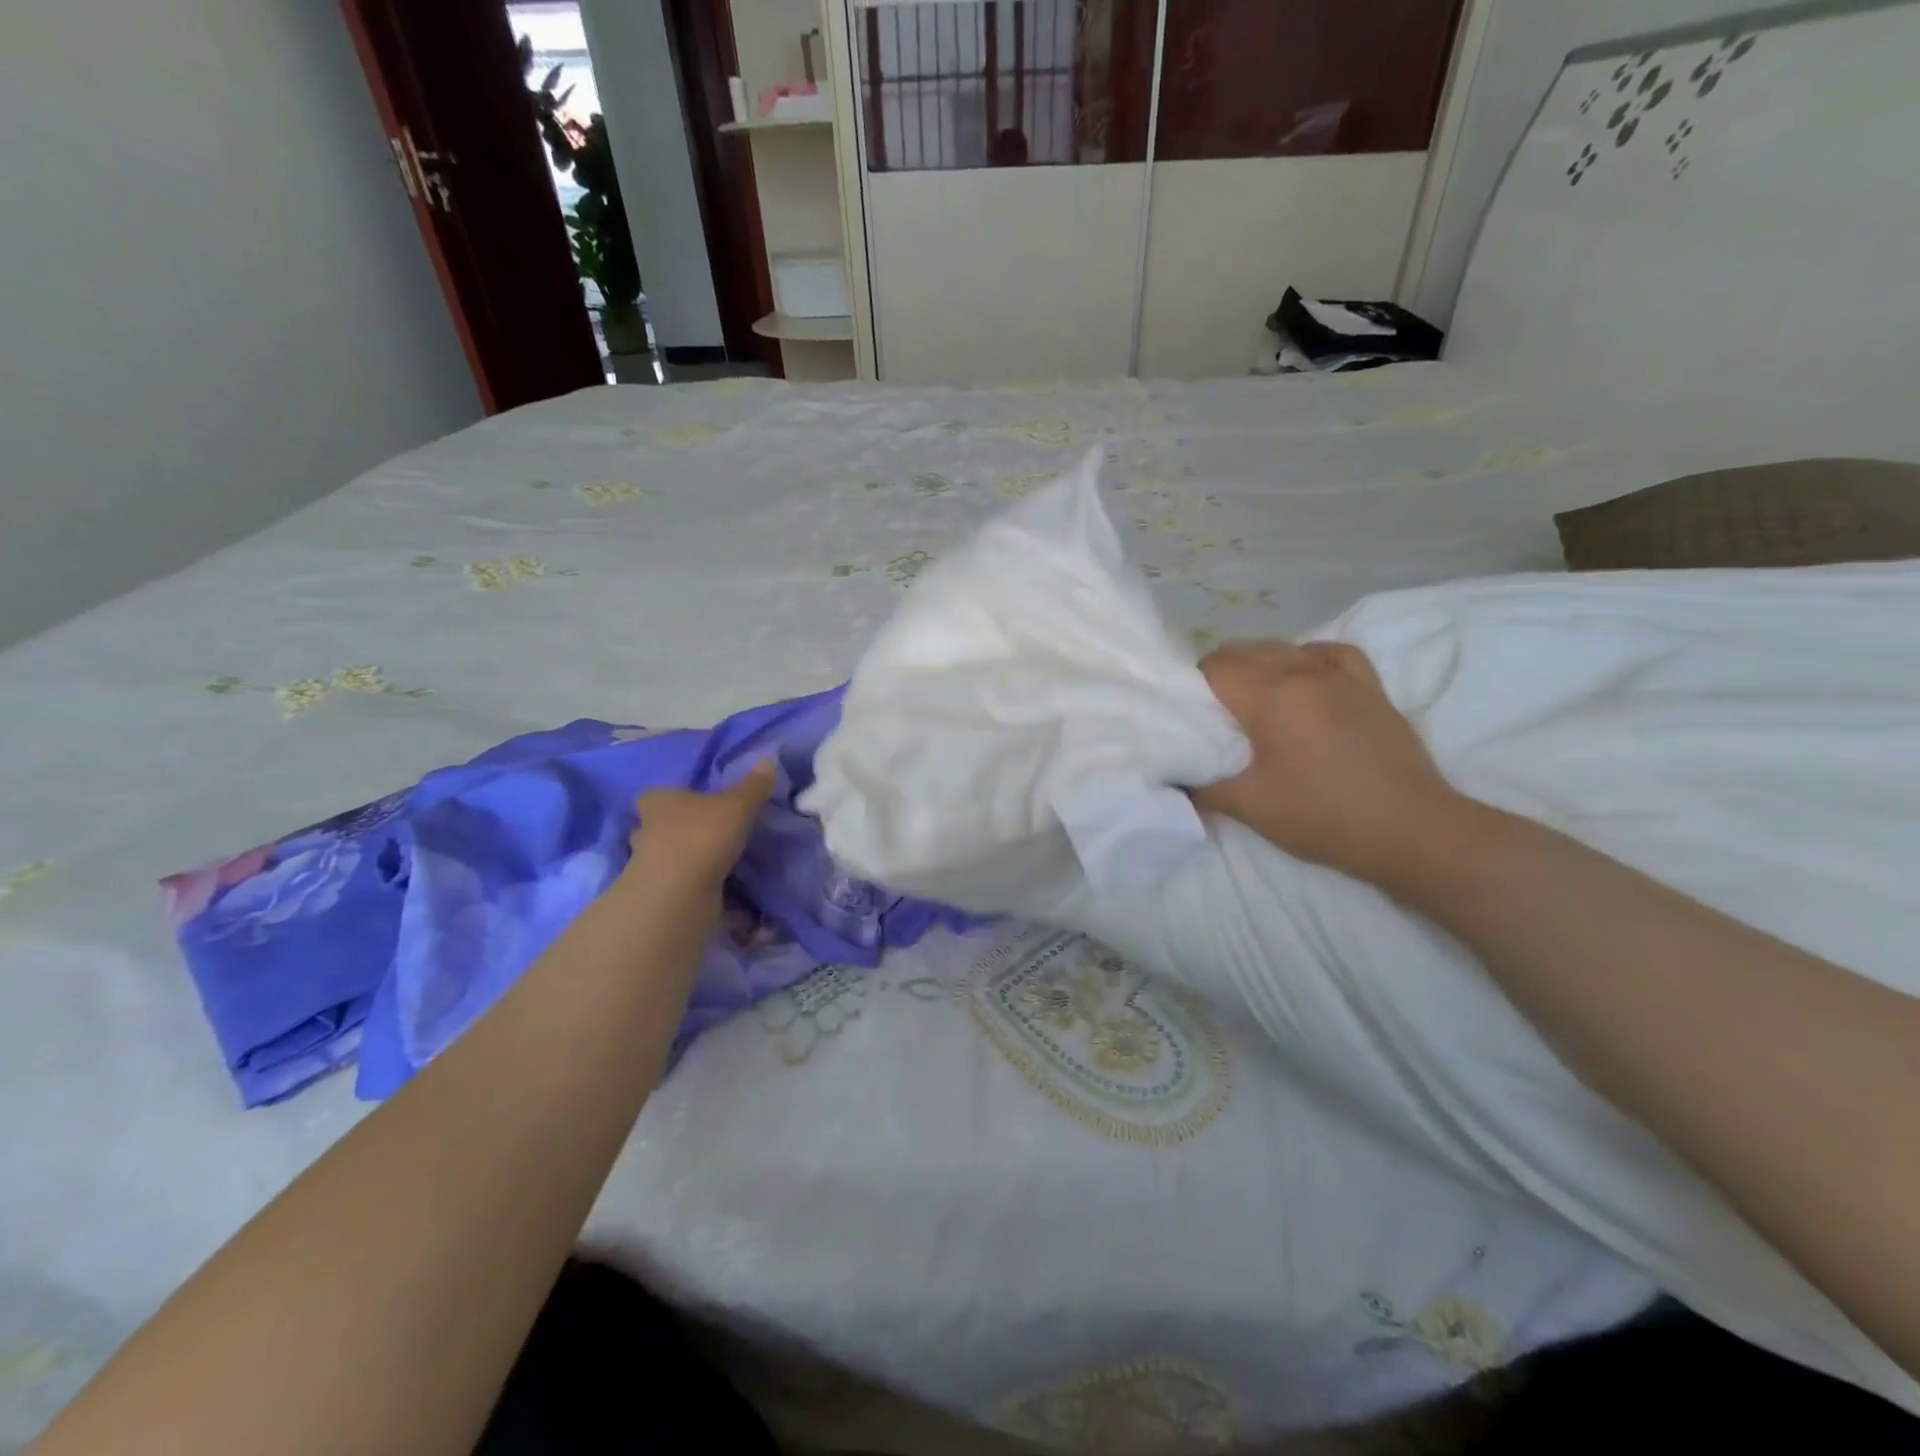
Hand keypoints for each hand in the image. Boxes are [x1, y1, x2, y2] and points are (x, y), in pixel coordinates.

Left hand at [626, 758, 776, 890]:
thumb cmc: (702, 835)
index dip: (670, 798)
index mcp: (658, 803)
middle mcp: (646, 831)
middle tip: (706, 831)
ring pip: (666, 857)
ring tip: (714, 862)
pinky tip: (717, 890)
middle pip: (655, 827)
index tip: (690, 802)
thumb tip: (768, 759)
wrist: (678, 892)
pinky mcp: (659, 895)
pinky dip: (694, 887)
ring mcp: (648, 866)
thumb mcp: (737, 805)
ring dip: (685, 860)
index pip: (653, 795)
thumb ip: (753, 786)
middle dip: (676, 829)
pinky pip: (678, 885)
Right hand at [1193, 640, 1460, 884]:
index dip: (1191, 685)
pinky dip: (1307, 657)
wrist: (1410, 830)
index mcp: (1271, 696)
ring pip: (1284, 647)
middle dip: (1219, 673)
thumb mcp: (1251, 807)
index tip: (1186, 712)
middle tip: (1211, 711)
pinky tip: (1303, 676)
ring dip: (1258, 665)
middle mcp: (1303, 672)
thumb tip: (1176, 780)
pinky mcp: (1370, 687)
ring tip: (1251, 698)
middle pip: (1245, 650)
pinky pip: (1330, 652)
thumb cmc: (1323, 816)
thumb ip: (1204, 788)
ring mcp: (1341, 676)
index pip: (1214, 668)